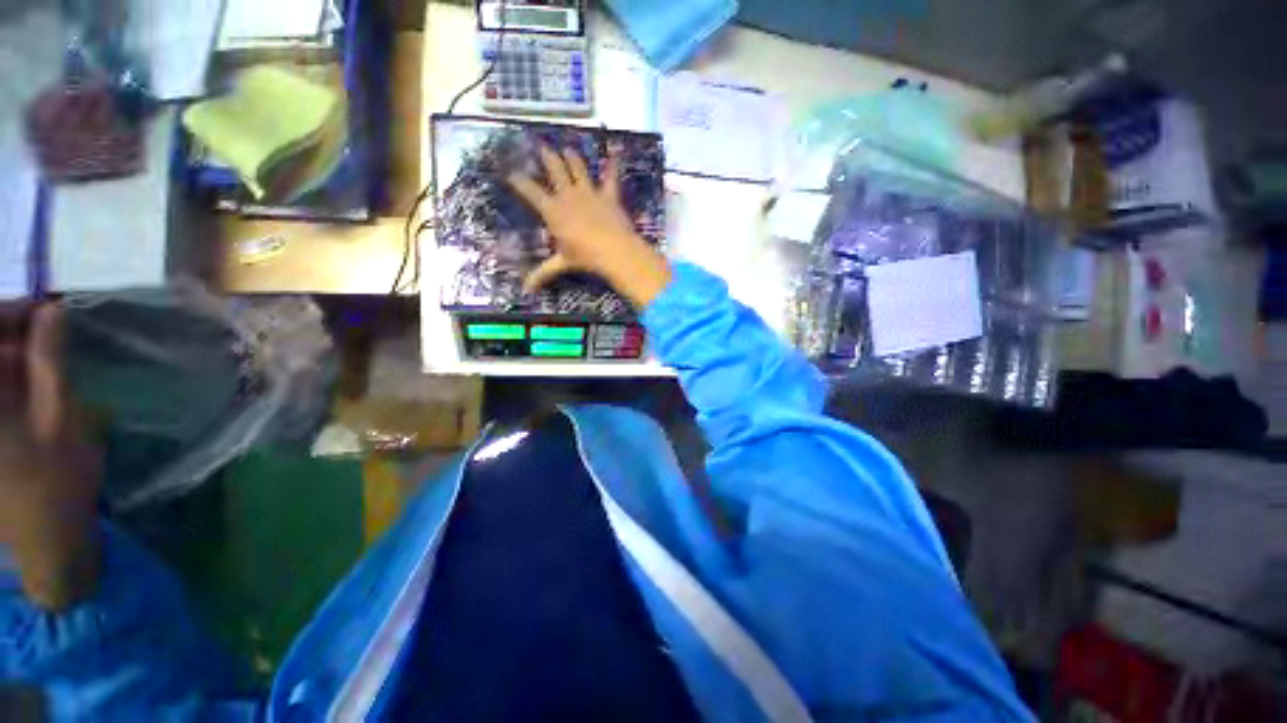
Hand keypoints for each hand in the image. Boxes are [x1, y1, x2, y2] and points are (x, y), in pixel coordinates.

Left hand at [0, 303, 101, 609]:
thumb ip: (50, 362)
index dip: (9, 312)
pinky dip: (8, 374)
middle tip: (49, 326)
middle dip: (10, 330)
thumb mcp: (60, 421)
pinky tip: (30, 377)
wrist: (45, 542)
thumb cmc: (55, 484)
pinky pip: (0, 387)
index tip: (45, 307)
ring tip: (43, 351)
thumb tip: (51, 310)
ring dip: (10, 352)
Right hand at [507, 146, 671, 307]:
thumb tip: (525, 290)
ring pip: (578, 168)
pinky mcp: (609, 195)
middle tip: (542, 147)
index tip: (511, 173)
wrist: (614, 250)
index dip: (519, 181)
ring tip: (568, 148)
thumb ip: (543, 273)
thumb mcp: (561, 264)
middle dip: (547, 158)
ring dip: (572, 157)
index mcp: (553, 210)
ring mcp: (589, 192)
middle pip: (554, 170)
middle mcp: (568, 195)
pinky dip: (613, 162)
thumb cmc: (584, 257)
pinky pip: (611, 175)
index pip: (530, 191)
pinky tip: (615, 148)